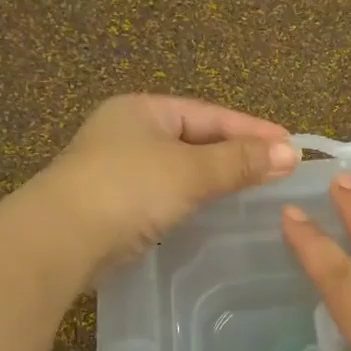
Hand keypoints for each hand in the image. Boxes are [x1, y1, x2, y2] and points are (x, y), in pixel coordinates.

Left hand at [37, 94, 298, 271]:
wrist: (59, 240)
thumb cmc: (127, 190)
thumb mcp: (189, 170)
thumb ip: (239, 161)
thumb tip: (290, 152)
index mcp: (143, 110)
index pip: (209, 114)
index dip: (252, 129)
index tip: (291, 146)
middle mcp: (128, 132)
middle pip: (195, 138)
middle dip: (236, 153)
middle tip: (277, 168)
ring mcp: (117, 169)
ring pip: (179, 168)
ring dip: (215, 178)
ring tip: (253, 189)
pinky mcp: (113, 205)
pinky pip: (165, 194)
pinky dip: (192, 199)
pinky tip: (211, 211)